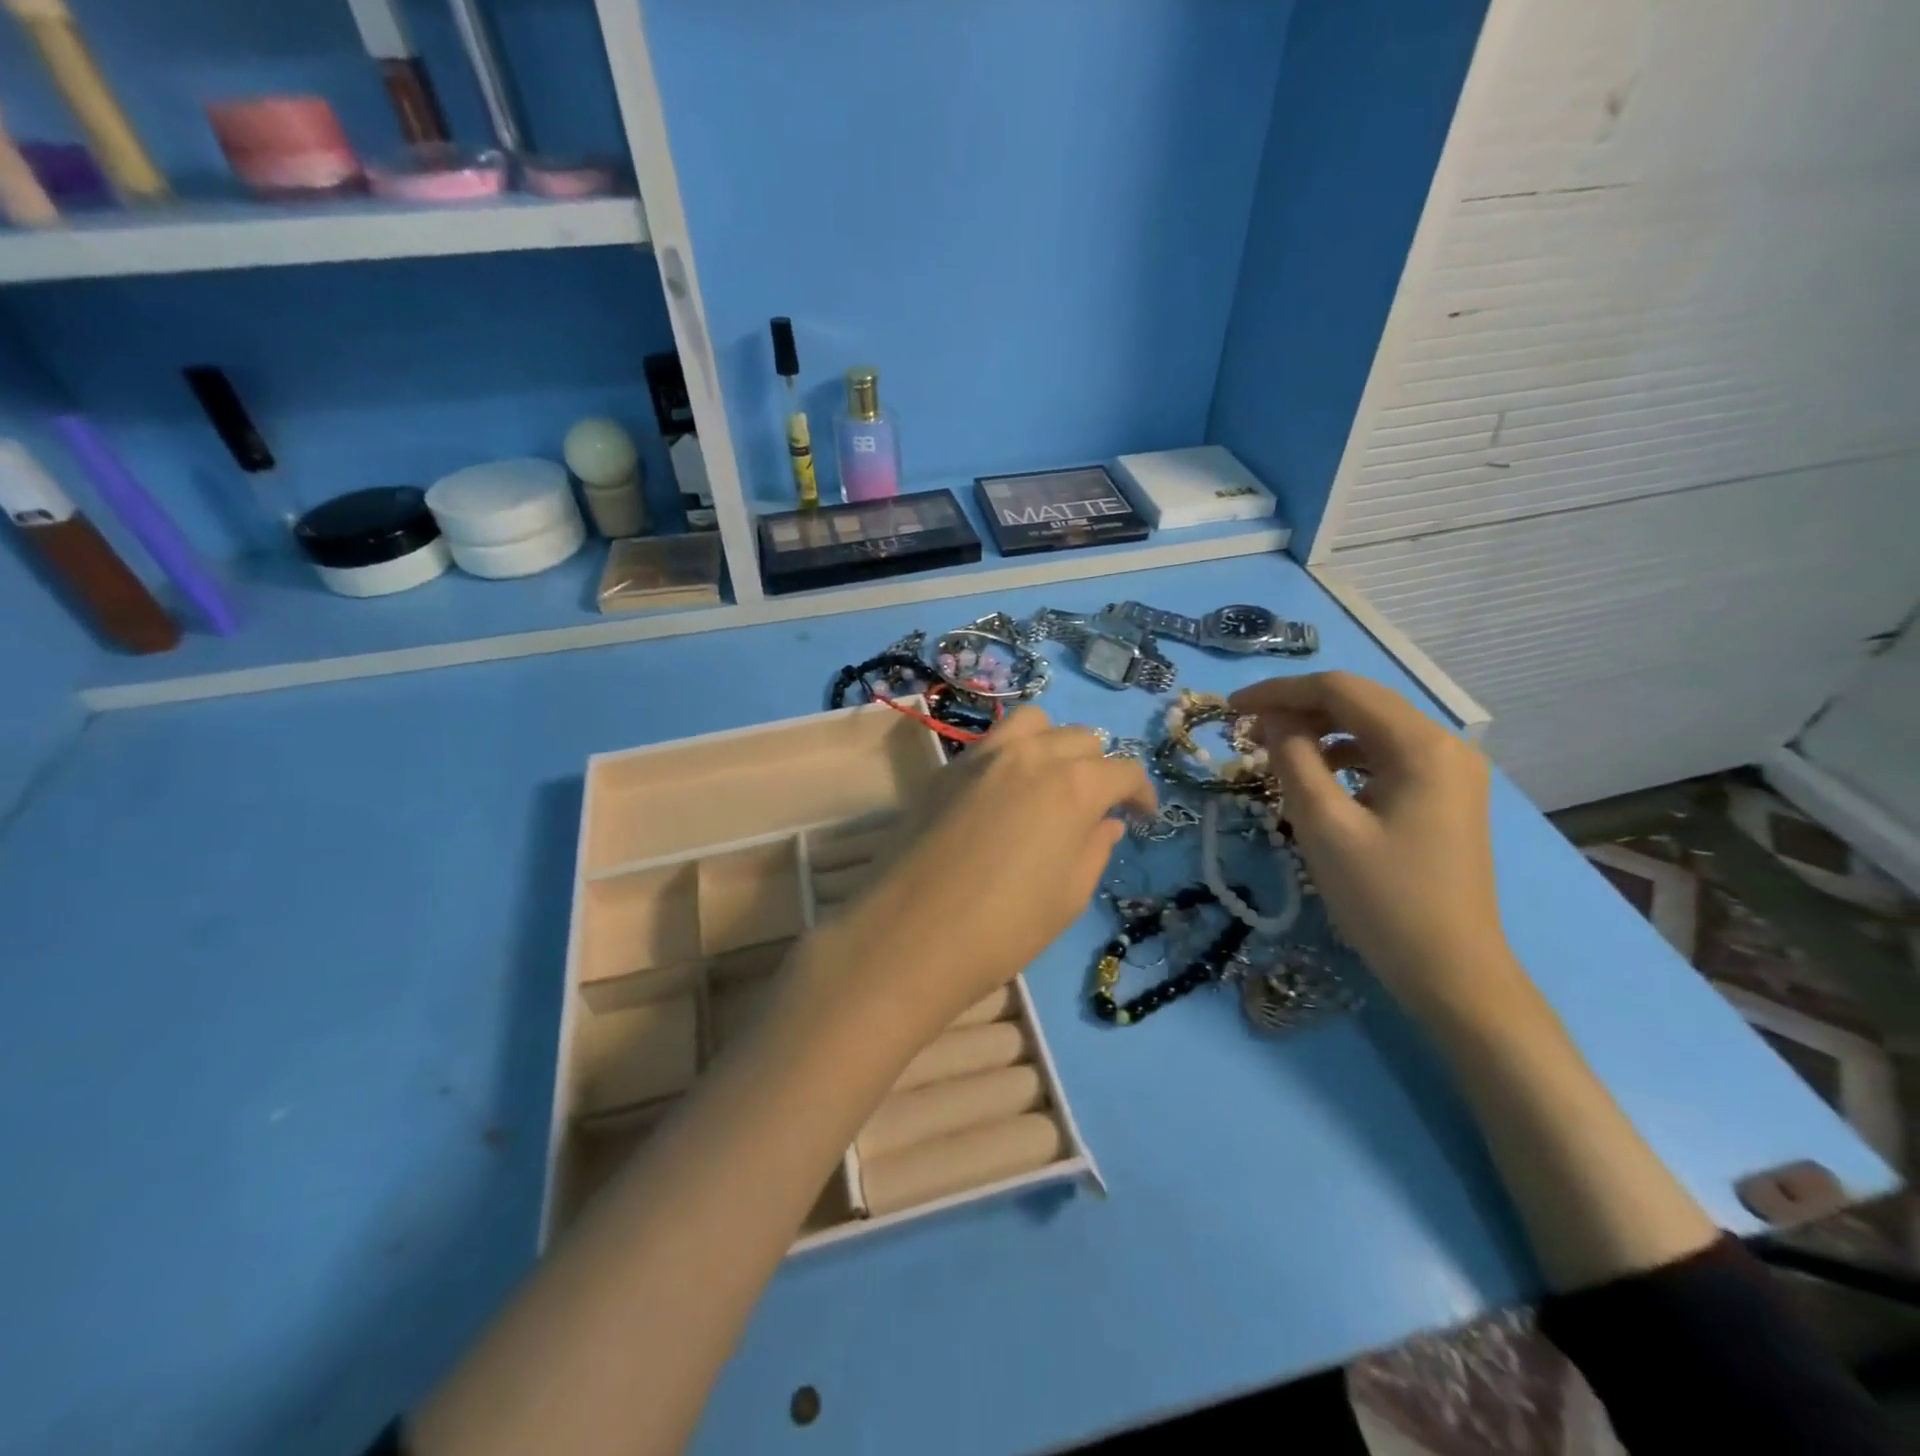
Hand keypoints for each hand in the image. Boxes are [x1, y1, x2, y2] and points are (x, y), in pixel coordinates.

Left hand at [840, 708, 1155, 1030]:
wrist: (908, 934)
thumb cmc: (1003, 927)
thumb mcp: (1068, 896)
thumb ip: (1094, 848)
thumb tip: (1105, 822)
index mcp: (1072, 786)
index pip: (1123, 771)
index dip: (1140, 793)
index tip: (1142, 816)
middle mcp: (1030, 755)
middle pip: (1080, 739)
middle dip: (1098, 768)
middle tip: (1094, 807)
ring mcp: (982, 755)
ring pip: (1033, 724)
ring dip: (1053, 744)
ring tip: (1050, 782)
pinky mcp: (946, 768)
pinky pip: (991, 742)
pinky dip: (1012, 754)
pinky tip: (1003, 794)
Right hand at [1229, 672, 1515, 1021]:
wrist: (1451, 973)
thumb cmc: (1384, 900)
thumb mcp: (1324, 826)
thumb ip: (1293, 760)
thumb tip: (1272, 719)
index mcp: (1421, 746)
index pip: (1341, 690)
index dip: (1280, 692)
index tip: (1231, 708)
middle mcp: (1445, 745)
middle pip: (1359, 702)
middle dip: (1297, 708)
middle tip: (1245, 729)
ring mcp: (1450, 771)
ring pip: (1371, 728)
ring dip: (1318, 731)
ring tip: (1273, 752)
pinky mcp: (1444, 794)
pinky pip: (1384, 756)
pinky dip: (1343, 757)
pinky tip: (1315, 777)